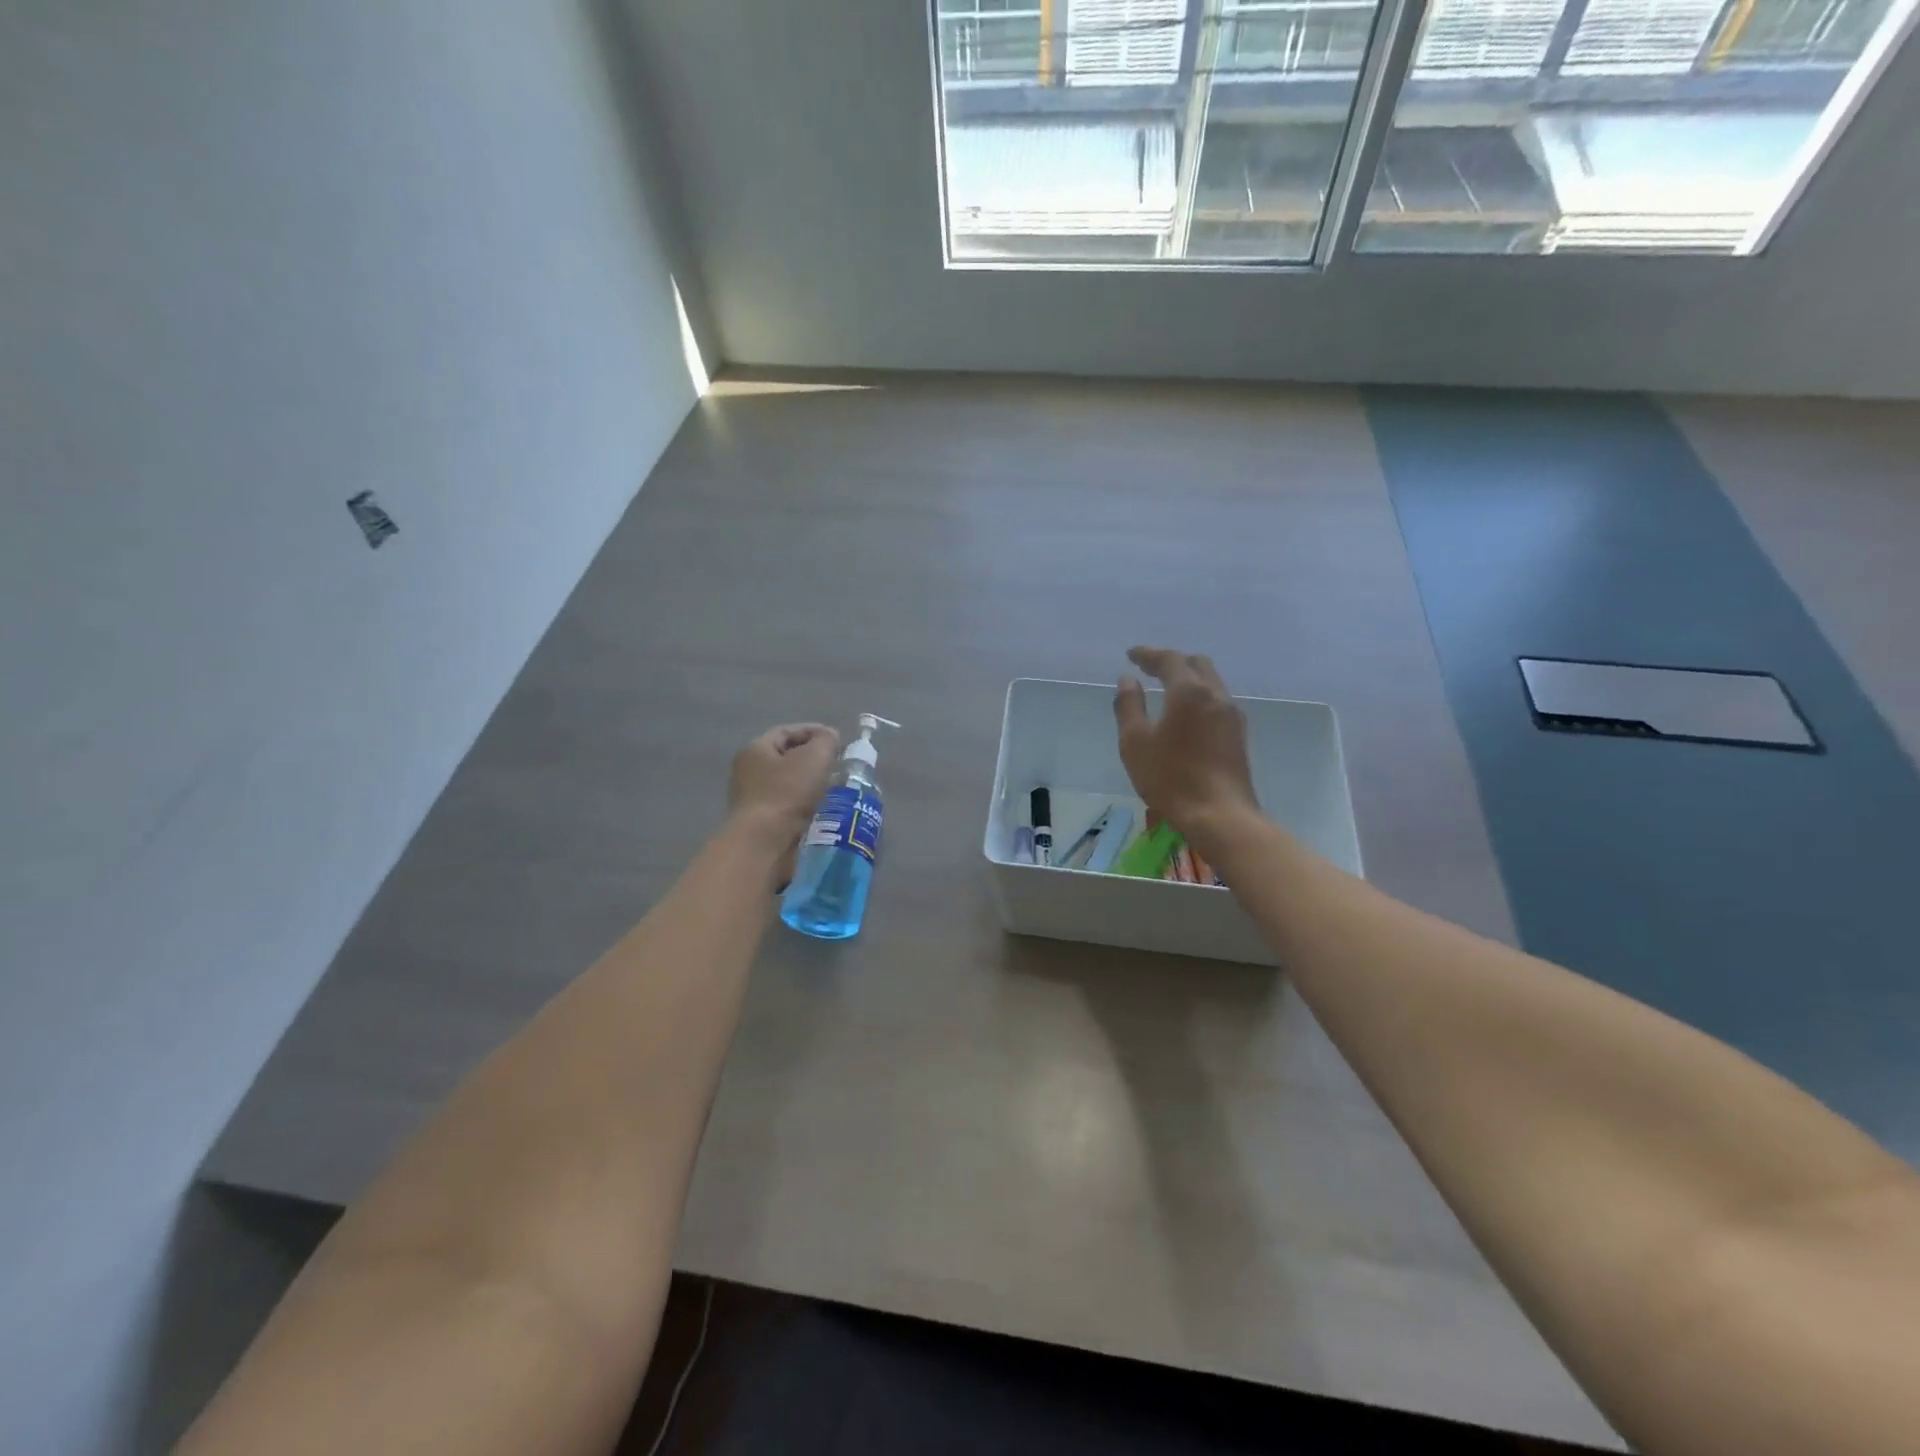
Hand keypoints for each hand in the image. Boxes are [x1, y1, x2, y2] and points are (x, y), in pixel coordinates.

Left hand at [727, 724, 839, 875]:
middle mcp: (748, 772)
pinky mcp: (761, 824)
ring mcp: (752, 800)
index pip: (786, 732)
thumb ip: (825, 741)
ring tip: (837, 788)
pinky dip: (807, 805)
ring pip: (789, 784)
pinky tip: (824, 809)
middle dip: (813, 759)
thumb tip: (829, 738)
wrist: (765, 843)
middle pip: (786, 758)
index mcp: (755, 750)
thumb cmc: (787, 793)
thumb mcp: (814, 757)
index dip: (813, 731)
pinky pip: (789, 806)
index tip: (838, 740)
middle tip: (838, 764)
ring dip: (812, 784)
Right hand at [1114, 647, 1259, 854]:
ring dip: (1189, 679)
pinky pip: (1217, 702)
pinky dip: (1199, 696)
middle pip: (1197, 664)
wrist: (1219, 815)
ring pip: (1211, 683)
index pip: (1169, 660)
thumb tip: (1127, 679)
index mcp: (1189, 691)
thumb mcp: (1135, 742)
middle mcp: (1215, 695)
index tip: (1131, 655)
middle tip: (1150, 668)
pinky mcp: (1238, 735)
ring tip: (1167, 689)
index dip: (1148, 654)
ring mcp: (1232, 715)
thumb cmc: (1170, 777)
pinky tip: (1187, 714)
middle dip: (1173, 661)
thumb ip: (1129, 705)